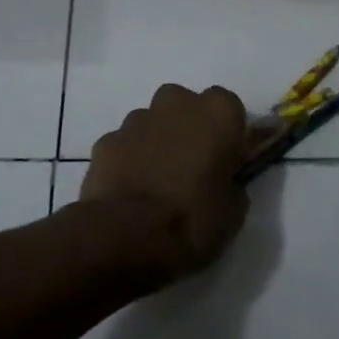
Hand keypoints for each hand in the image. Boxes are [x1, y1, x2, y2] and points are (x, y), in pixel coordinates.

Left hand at [83, 83, 249, 281]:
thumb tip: (222, 181)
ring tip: (156, 182)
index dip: (226, 134)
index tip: (224, 160)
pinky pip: (125, 144)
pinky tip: (130, 189)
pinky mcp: (106, 140)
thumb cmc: (192, 220)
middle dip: (188, 127)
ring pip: (152, 122)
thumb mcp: (232, 211)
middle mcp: (177, 102)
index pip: (229, 108)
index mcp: (217, 113)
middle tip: (190, 166)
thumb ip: (230, 183)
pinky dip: (129, 159)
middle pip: (186, 105)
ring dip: (157, 141)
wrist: (127, 235)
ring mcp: (137, 119)